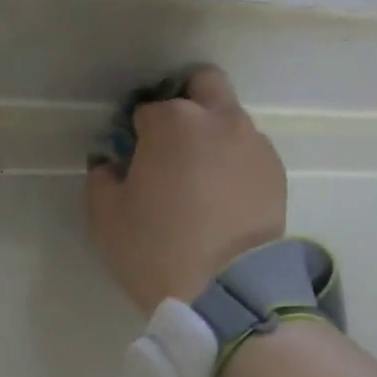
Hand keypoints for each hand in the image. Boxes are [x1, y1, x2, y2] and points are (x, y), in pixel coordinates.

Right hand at [85, 66, 286, 315]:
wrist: (224, 291)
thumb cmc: (154, 249)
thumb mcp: (106, 217)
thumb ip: (101, 178)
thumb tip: (111, 163)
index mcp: (173, 121)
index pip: (146, 109)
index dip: (134, 133)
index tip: (131, 160)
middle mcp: (220, 119)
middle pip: (202, 85)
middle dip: (184, 103)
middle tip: (169, 147)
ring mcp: (254, 144)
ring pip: (230, 120)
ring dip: (211, 136)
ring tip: (199, 183)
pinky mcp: (276, 173)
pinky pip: (248, 154)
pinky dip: (233, 164)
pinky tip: (222, 201)